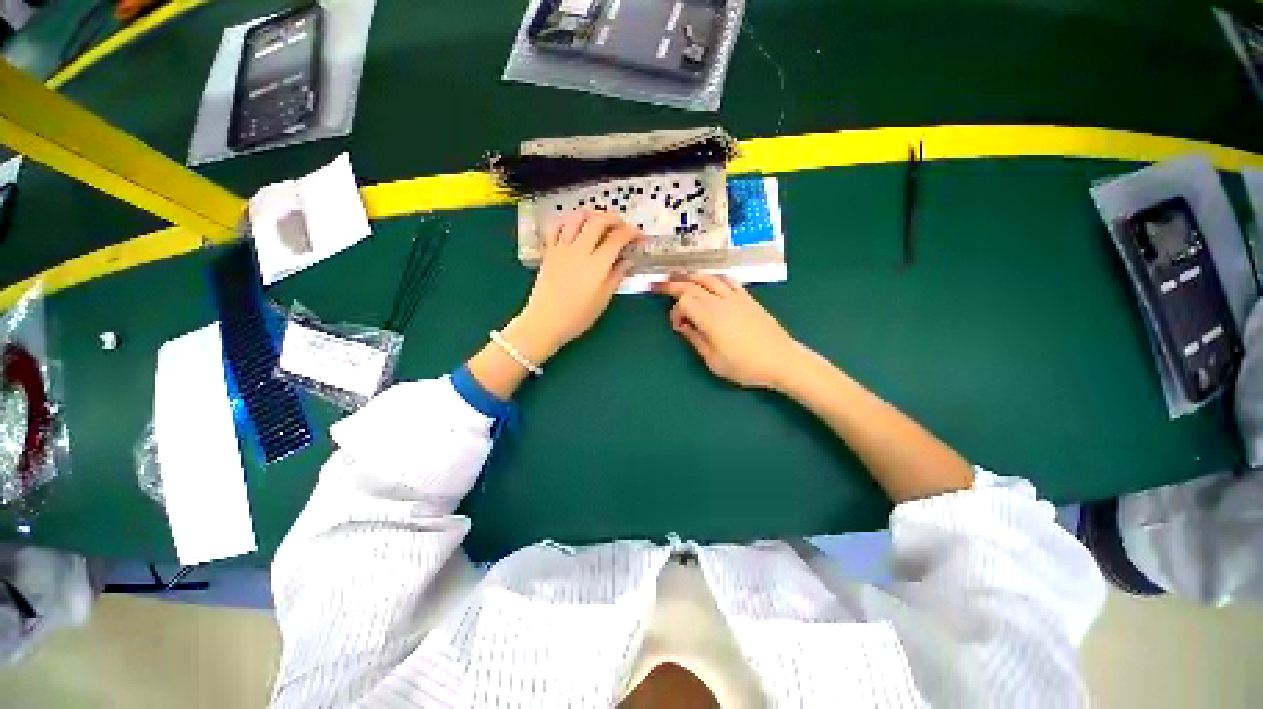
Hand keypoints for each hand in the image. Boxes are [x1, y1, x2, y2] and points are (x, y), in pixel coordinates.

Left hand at [513, 211, 641, 360]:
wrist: (545, 322)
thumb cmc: (578, 316)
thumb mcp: (603, 299)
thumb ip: (616, 276)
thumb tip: (627, 261)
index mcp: (597, 264)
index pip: (618, 238)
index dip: (632, 232)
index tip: (638, 236)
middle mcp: (580, 251)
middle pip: (598, 221)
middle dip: (614, 218)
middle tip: (622, 225)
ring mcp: (562, 249)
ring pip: (577, 218)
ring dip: (591, 215)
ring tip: (599, 221)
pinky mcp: (549, 251)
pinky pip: (556, 227)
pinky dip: (568, 221)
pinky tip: (574, 226)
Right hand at [653, 274, 803, 388]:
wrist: (782, 360)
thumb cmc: (745, 366)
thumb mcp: (713, 361)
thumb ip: (695, 340)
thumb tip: (682, 326)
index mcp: (710, 317)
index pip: (684, 301)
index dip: (675, 311)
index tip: (677, 326)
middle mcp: (721, 301)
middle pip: (692, 285)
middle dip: (673, 285)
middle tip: (658, 284)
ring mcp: (736, 297)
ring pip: (708, 278)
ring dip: (691, 277)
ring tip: (679, 277)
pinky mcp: (747, 298)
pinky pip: (727, 280)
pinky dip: (713, 277)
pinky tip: (709, 281)